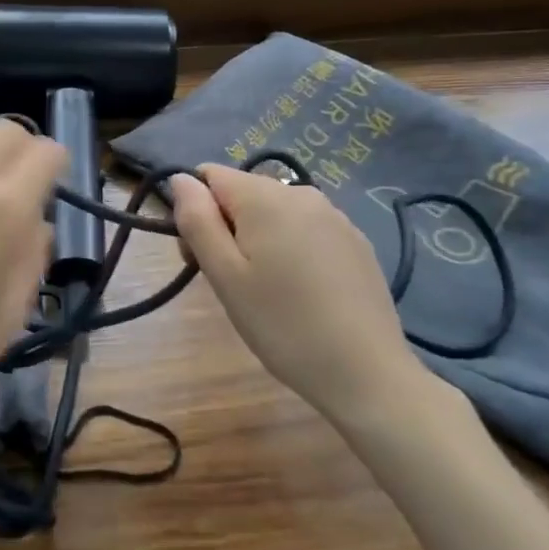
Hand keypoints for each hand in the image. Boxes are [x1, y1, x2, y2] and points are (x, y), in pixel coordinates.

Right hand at [170, 164, 434, 423]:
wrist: (368, 373)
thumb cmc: (283, 325)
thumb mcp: (225, 276)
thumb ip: (197, 220)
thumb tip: (180, 178)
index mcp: (264, 196)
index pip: (210, 176)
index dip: (196, 212)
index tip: (203, 258)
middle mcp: (301, 192)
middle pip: (243, 193)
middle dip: (227, 227)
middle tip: (233, 284)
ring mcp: (334, 215)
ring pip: (275, 212)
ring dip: (260, 239)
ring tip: (269, 292)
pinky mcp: (356, 240)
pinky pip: (307, 229)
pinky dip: (293, 249)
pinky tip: (305, 293)